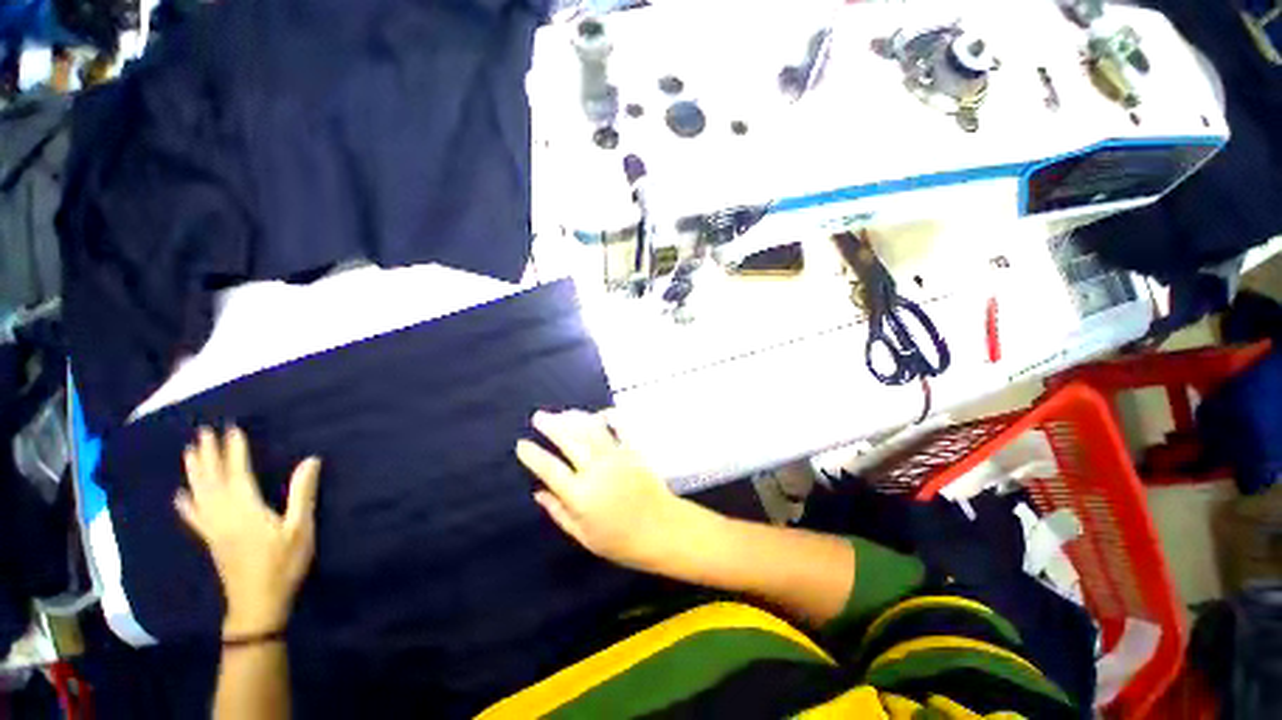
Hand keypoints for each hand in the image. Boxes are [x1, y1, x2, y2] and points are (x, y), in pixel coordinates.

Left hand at [175, 427, 321, 638]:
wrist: (257, 603)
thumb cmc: (283, 563)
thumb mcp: (300, 528)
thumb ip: (303, 493)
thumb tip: (311, 460)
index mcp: (246, 509)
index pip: (237, 473)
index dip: (234, 450)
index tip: (231, 428)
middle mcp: (224, 514)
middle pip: (212, 480)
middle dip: (208, 455)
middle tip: (203, 432)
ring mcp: (213, 528)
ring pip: (199, 494)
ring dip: (194, 471)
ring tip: (189, 452)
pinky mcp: (211, 540)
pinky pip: (194, 517)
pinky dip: (186, 503)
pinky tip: (180, 495)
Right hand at [516, 410, 709, 574]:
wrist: (662, 530)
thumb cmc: (621, 541)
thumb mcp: (584, 536)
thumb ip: (559, 512)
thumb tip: (538, 493)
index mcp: (580, 495)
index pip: (550, 469)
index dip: (533, 455)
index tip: (522, 444)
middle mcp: (595, 470)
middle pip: (569, 441)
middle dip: (551, 426)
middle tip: (538, 417)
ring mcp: (616, 457)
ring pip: (591, 430)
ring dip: (574, 418)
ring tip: (562, 413)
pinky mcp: (633, 451)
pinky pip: (619, 428)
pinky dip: (609, 418)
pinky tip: (600, 413)